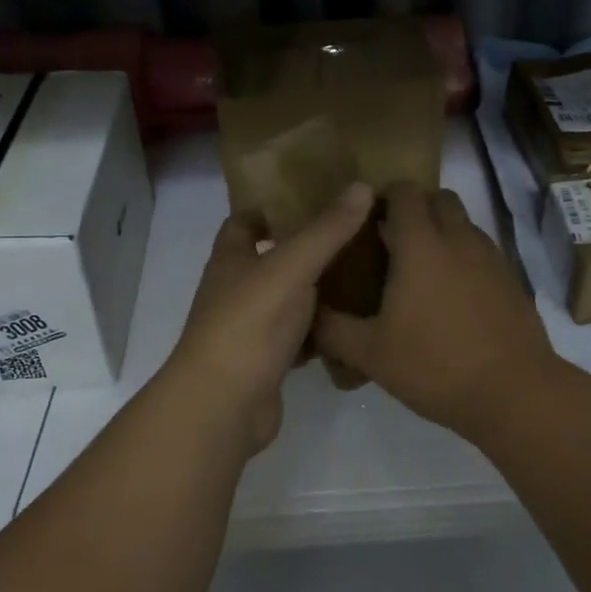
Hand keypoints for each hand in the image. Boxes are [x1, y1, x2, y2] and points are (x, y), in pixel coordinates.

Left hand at [165, 182, 374, 452]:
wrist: (224, 405)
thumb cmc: (249, 324)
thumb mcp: (291, 267)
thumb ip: (326, 230)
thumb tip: (362, 185)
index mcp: (232, 258)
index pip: (246, 220)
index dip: (274, 205)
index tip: (316, 195)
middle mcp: (237, 289)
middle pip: (272, 259)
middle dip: (308, 246)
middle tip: (356, 231)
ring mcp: (251, 327)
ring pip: (289, 299)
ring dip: (318, 289)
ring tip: (366, 272)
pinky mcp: (267, 361)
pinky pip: (299, 338)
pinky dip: (322, 331)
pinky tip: (354, 324)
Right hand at [315, 182, 558, 436]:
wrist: (514, 392)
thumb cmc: (435, 366)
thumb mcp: (370, 353)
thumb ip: (332, 329)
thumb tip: (307, 314)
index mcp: (421, 245)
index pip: (404, 192)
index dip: (385, 197)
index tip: (369, 220)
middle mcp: (459, 239)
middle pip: (439, 198)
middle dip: (417, 209)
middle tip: (394, 243)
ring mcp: (491, 257)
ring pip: (465, 224)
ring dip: (444, 233)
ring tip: (423, 273)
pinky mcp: (512, 279)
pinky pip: (483, 252)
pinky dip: (465, 259)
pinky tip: (454, 298)